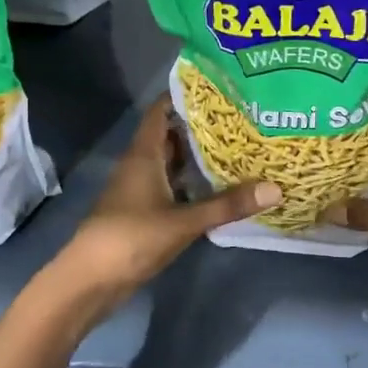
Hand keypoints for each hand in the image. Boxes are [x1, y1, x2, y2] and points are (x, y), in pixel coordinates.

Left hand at [55, 96, 278, 306]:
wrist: (90, 281)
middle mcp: (142, 165)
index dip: (186, 95)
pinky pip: (174, 187)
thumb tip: (276, 188)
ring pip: (173, 163)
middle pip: (172, 136)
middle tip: (242, 117)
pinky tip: (220, 187)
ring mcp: (142, 190)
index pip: (162, 111)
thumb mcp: (183, 221)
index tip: (220, 86)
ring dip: (199, 156)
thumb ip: (227, 204)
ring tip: (240, 146)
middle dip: (202, 126)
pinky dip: (194, 184)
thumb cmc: (131, 238)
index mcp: (144, 155)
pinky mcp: (145, 213)